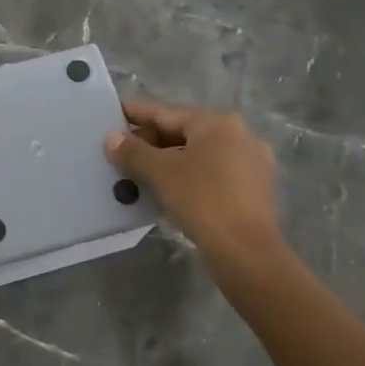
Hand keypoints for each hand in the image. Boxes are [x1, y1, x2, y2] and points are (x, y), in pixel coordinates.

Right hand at [106, 99, 281, 266]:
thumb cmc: (203, 200)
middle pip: (184, 131)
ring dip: (168, 160)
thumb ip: (133, 151)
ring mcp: (251, 163)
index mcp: (217, 122)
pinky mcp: (254, 189)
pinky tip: (167, 188)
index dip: (136, 113)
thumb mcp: (161, 173)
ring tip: (138, 170)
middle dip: (150, 141)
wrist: (247, 253)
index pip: (166, 113)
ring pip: (198, 154)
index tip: (114, 112)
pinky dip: (187, 175)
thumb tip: (111, 138)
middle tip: (120, 150)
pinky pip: (211, 172)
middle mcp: (238, 135)